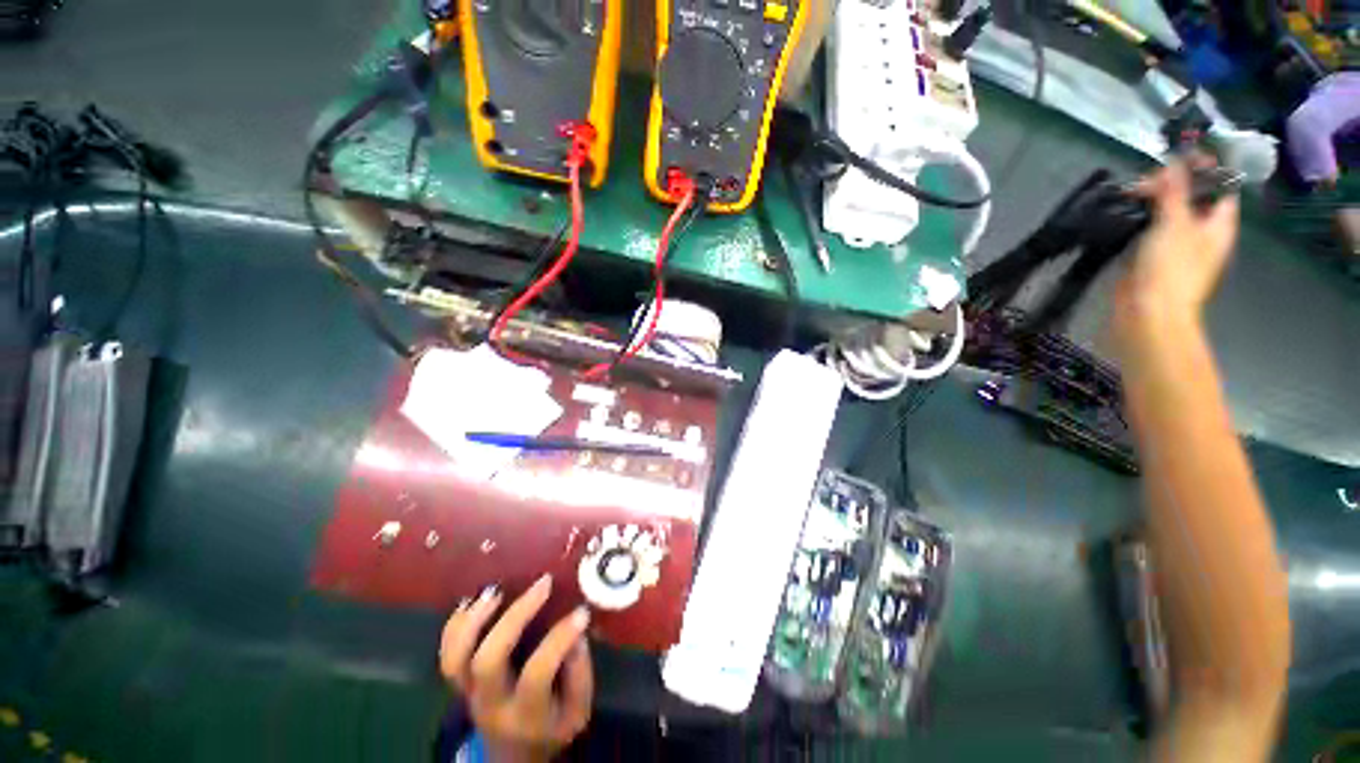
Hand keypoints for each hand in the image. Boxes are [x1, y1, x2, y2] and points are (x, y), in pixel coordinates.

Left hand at [440, 575, 593, 762]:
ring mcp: (469, 693)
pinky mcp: (460, 682)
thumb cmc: (552, 727)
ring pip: (456, 658)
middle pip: (488, 660)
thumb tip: (577, 630)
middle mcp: (491, 704)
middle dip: (516, 616)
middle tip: (543, 583)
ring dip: (475, 619)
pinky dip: (455, 624)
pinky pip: (446, 654)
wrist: (513, 755)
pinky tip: (475, 599)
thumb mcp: (578, 711)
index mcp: (527, 715)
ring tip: (498, 589)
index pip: (537, 674)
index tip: (581, 612)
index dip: (559, 639)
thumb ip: (579, 673)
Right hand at [1115, 160, 1239, 333]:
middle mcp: (1202, 231)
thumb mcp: (1175, 224)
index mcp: (1219, 223)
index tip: (1182, 154)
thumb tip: (1174, 162)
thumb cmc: (1172, 269)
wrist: (1147, 311)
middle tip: (1146, 181)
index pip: (1221, 186)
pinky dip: (1140, 217)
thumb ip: (1174, 192)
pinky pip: (1150, 227)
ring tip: (1132, 193)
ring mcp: (1177, 244)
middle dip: (1171, 183)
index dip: (1206, 168)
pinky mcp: (1153, 255)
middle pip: (1192, 196)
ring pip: (1168, 211)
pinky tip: (1125, 212)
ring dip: (1152, 200)